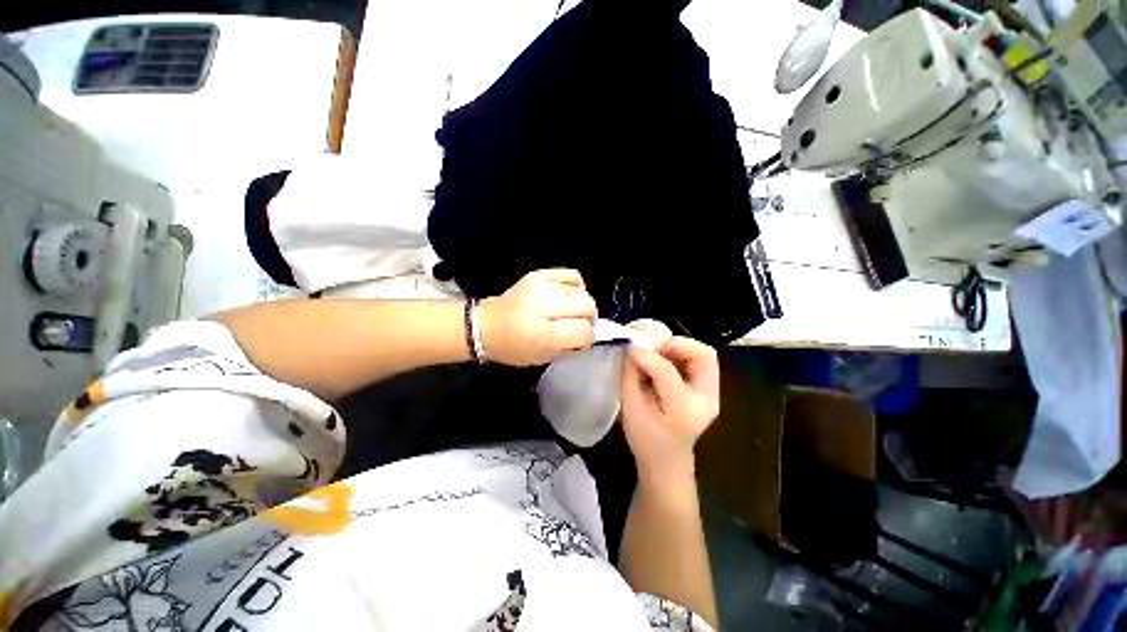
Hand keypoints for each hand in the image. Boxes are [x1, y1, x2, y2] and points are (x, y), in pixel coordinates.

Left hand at [480, 269, 596, 365]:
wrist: (485, 326)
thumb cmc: (513, 348)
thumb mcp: (542, 358)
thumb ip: (570, 347)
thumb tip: (591, 336)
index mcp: (542, 333)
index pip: (583, 330)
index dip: (588, 338)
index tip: (583, 340)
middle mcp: (543, 305)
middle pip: (587, 306)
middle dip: (589, 318)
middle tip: (579, 325)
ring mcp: (541, 286)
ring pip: (581, 291)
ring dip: (581, 304)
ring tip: (570, 311)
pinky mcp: (538, 274)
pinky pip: (571, 274)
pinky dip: (576, 286)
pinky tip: (570, 295)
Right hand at [621, 331, 719, 485]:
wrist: (667, 463)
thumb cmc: (645, 440)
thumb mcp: (631, 409)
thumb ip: (631, 375)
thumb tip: (633, 347)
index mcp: (683, 410)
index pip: (667, 371)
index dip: (647, 355)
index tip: (631, 348)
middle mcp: (706, 400)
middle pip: (704, 356)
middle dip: (677, 344)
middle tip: (654, 347)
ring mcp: (712, 395)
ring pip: (705, 356)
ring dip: (680, 348)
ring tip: (658, 353)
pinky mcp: (709, 391)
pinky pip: (699, 362)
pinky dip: (681, 355)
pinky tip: (664, 362)